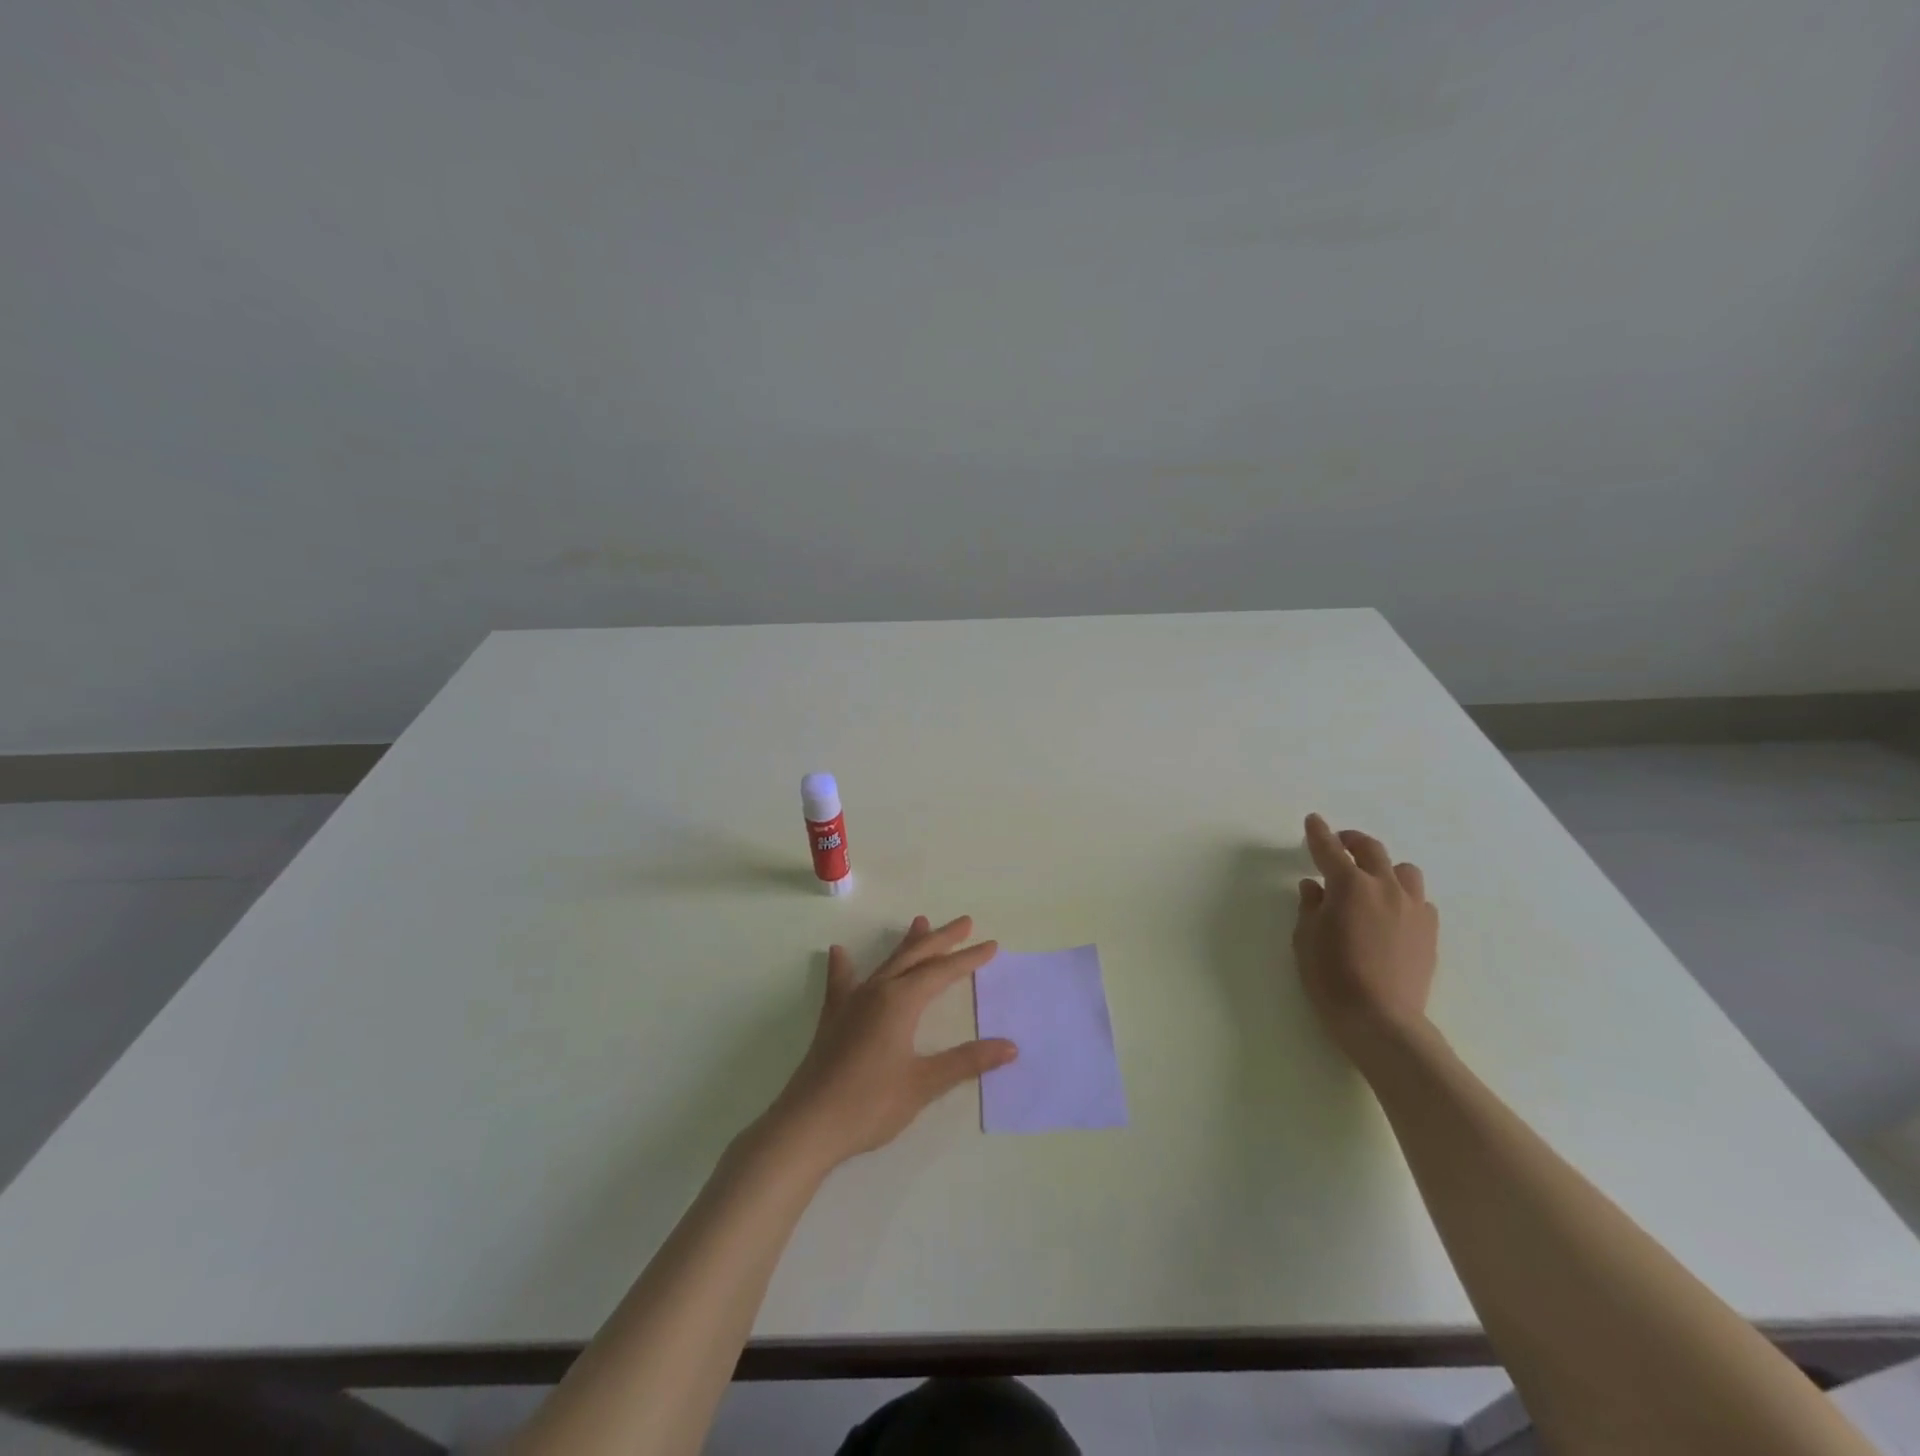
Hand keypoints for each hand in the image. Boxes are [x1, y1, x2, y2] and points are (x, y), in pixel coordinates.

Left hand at [766, 915, 1014, 1173]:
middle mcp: (877, 991)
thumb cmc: (870, 1104)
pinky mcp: (832, 1019)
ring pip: (885, 963)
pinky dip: (844, 965)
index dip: (968, 959)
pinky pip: (841, 982)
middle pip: (915, 956)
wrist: (808, 1125)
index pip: (942, 972)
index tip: (991, 945)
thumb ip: (966, 1062)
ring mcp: (851, 1002)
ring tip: (920, 922)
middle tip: (964, 922)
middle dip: (942, 939)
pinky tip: (838, 952)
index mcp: (901, 1002)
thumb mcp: (924, 1084)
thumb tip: (1010, 1046)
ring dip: (906, 944)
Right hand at [1293, 814, 1438, 1062]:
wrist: (1382, 1020)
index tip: (1313, 821)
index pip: (1329, 849)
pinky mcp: (1429, 931)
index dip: (1318, 833)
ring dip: (1384, 867)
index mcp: (1350, 886)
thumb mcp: (1306, 939)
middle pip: (1371, 850)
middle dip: (1352, 841)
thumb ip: (1310, 907)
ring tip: (1371, 880)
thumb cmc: (1331, 978)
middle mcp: (1385, 888)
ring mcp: (1413, 908)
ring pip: (1404, 871)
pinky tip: (1391, 912)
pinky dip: (1403, 896)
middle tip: (1339, 844)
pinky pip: (1419, 900)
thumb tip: (1314, 887)